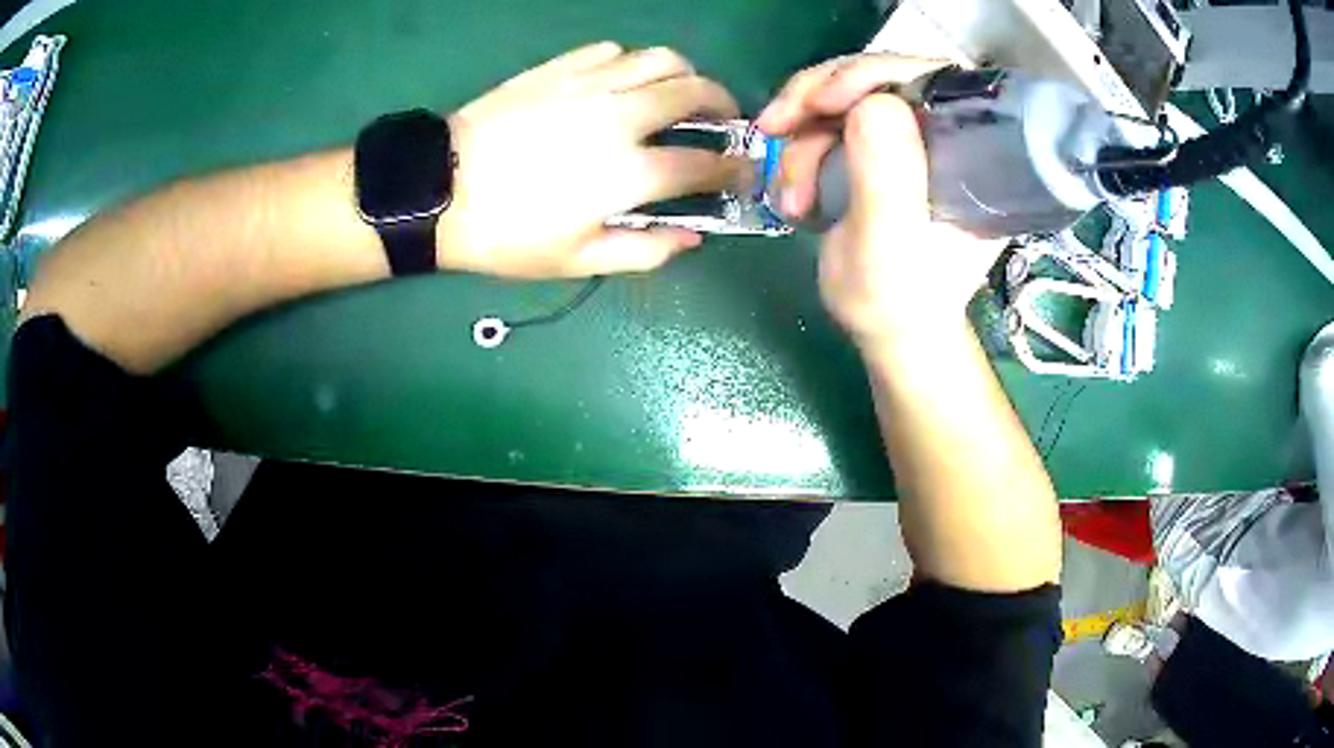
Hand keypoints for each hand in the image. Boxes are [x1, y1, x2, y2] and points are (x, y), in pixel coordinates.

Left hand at [438, 42, 742, 278]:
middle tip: (723, 121)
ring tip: (680, 92)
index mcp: (628, 172)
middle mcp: (620, 116)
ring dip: (684, 75)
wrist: (439, 189)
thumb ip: (645, 251)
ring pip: (661, 58)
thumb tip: (693, 236)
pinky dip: (632, 63)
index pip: (705, 165)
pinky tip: (624, 82)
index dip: (733, 170)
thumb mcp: (576, 261)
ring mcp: (589, 84)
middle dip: (723, 106)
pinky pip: (613, 51)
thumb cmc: (507, 235)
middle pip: (695, 93)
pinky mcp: (559, 67)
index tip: (742, 173)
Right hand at [756, 55, 1001, 346]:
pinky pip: (831, 122)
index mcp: (972, 153)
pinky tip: (792, 190)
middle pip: (879, 77)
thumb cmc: (897, 302)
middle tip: (775, 130)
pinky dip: (799, 148)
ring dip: (802, 139)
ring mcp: (910, 140)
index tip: (822, 102)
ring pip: (846, 99)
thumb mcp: (890, 248)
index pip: (929, 77)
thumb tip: (873, 102)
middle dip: (818, 99)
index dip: (872, 73)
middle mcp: (945, 135)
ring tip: (789, 196)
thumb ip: (888, 178)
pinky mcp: (882, 150)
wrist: (889, 332)